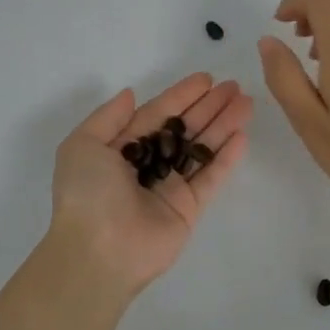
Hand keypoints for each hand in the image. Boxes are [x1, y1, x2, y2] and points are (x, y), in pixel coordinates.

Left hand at [47, 73, 252, 298]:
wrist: (98, 251)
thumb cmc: (87, 193)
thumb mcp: (82, 145)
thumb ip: (108, 117)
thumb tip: (130, 94)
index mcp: (122, 148)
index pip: (157, 114)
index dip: (181, 95)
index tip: (206, 79)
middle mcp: (148, 164)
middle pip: (185, 129)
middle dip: (209, 107)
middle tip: (235, 87)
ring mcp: (170, 187)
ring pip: (202, 149)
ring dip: (223, 125)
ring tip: (247, 103)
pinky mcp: (189, 209)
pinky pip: (211, 177)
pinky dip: (226, 158)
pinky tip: (242, 135)